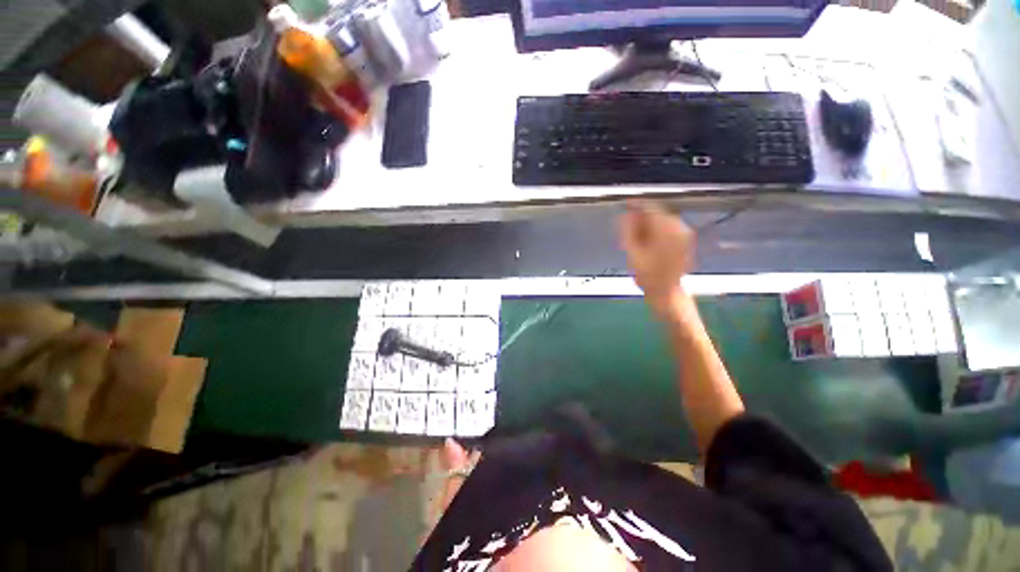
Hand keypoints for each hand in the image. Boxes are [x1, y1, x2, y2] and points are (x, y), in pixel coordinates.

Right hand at [619, 201, 695, 314]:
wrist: (666, 293)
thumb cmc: (647, 275)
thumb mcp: (632, 251)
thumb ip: (628, 229)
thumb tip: (625, 214)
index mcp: (666, 229)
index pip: (650, 207)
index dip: (635, 205)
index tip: (624, 205)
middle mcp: (679, 227)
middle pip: (657, 212)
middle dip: (641, 217)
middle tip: (627, 227)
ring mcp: (685, 233)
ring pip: (662, 220)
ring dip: (648, 224)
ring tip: (636, 236)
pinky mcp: (685, 239)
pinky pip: (668, 227)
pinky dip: (656, 230)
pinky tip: (647, 241)